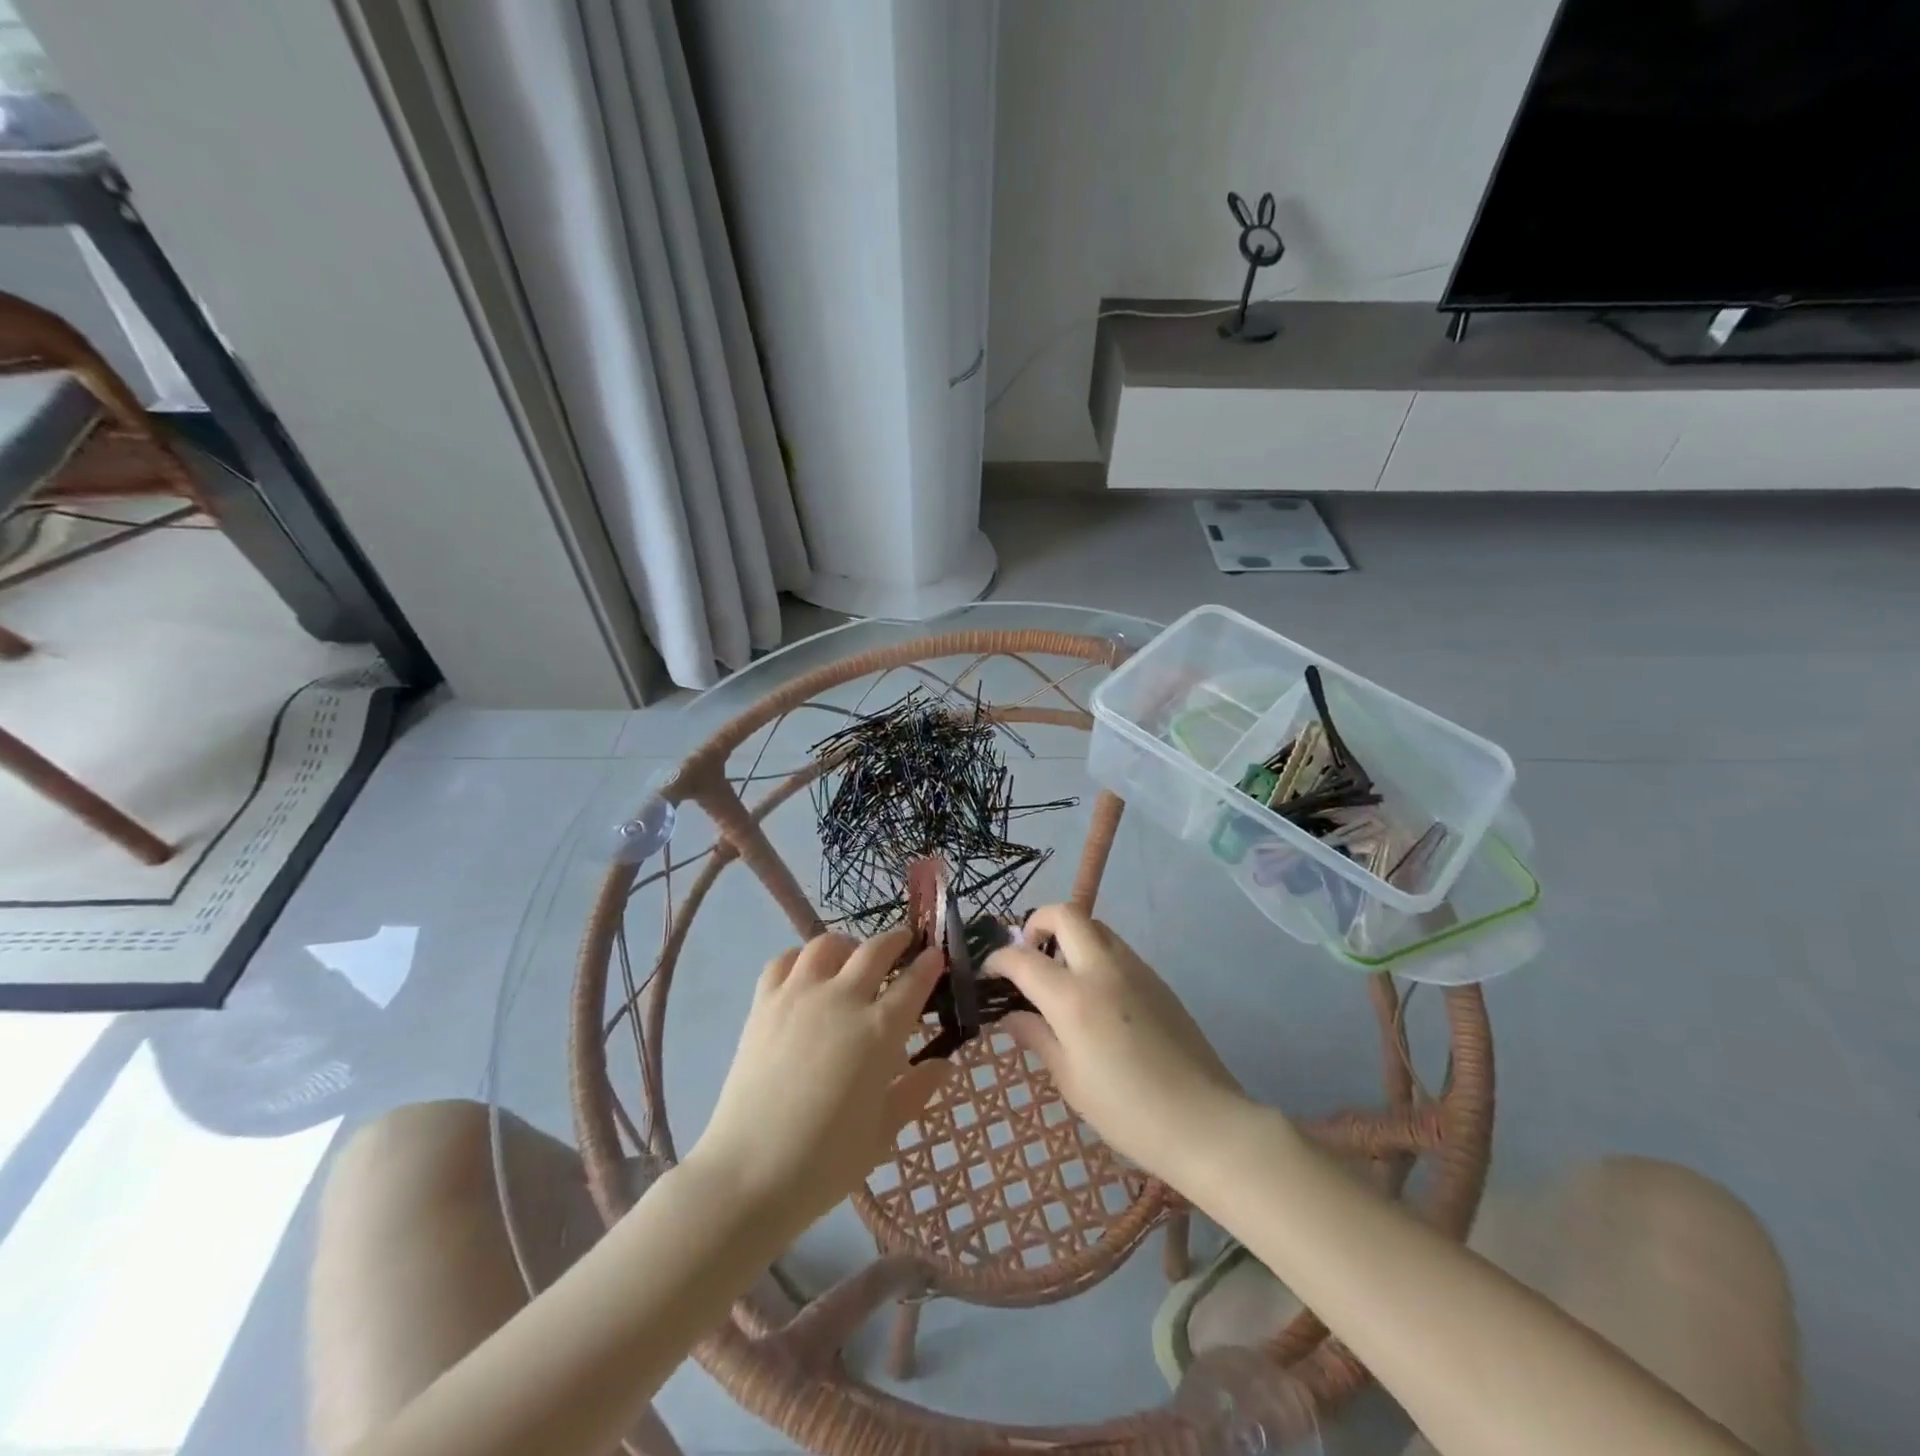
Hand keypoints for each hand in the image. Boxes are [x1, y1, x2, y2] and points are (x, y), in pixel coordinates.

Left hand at [687, 928, 952, 1236]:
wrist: (749, 1174)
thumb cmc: (826, 1162)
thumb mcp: (884, 1132)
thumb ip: (916, 1090)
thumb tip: (945, 1064)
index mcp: (879, 1031)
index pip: (914, 982)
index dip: (929, 965)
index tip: (937, 956)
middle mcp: (842, 1000)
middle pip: (875, 950)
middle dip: (896, 941)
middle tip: (905, 944)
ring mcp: (799, 996)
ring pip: (829, 944)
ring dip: (848, 945)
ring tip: (852, 959)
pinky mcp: (764, 1003)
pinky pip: (784, 960)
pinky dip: (801, 958)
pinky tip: (807, 975)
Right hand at [987, 905, 1246, 1186]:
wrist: (1204, 1121)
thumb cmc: (1127, 1111)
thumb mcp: (1070, 1080)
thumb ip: (1037, 1037)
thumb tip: (1011, 1015)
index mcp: (1073, 998)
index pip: (1023, 959)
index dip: (998, 960)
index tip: (990, 972)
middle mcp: (1103, 969)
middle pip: (1066, 914)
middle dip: (1038, 922)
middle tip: (1029, 954)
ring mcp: (1135, 969)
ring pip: (1095, 926)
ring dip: (1070, 936)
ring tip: (1061, 975)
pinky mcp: (1157, 979)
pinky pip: (1117, 949)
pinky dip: (1095, 954)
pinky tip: (1095, 996)